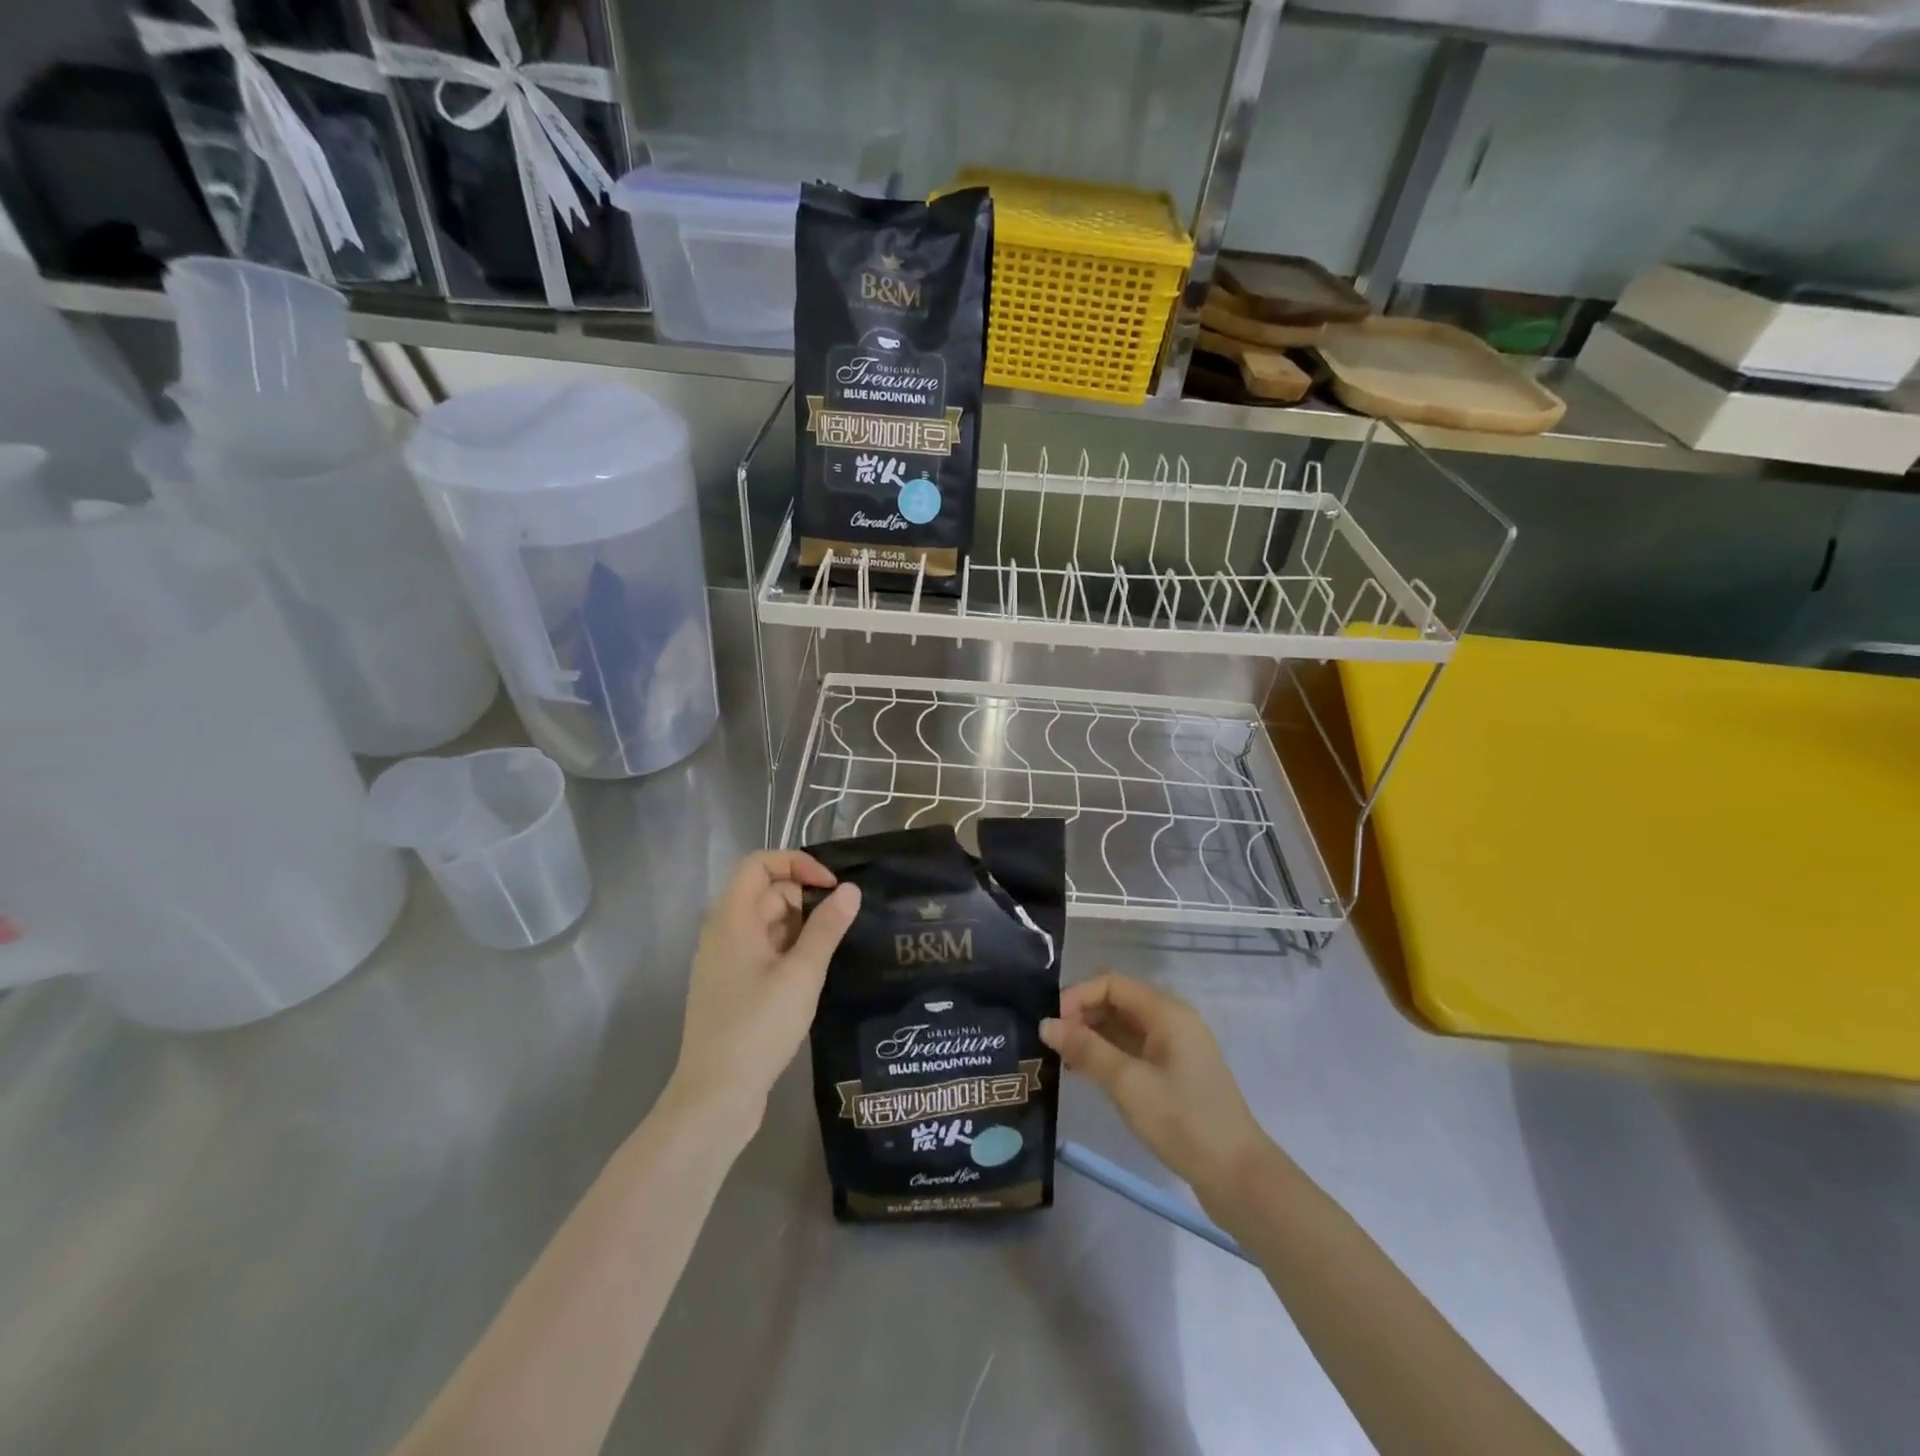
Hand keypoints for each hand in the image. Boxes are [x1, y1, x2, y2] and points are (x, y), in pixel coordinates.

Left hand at [670, 850, 859, 1126]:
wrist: (715, 1097)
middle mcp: (724, 933)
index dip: (797, 863)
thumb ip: (827, 928)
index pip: (760, 864)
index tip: (832, 887)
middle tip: (840, 926)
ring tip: (834, 951)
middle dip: (805, 900)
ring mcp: (726, 962)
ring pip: (768, 924)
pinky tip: (814, 974)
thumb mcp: (801, 974)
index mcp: (732, 919)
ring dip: (801, 928)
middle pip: (766, 892)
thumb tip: (850, 889)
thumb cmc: (757, 1028)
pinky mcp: (734, 987)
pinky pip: (765, 951)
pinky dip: (790, 951)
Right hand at [1042, 972, 1268, 1204]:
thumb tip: (1045, 1024)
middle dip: (1082, 1014)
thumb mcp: (1128, 1083)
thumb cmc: (1183, 1120)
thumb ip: (1086, 1050)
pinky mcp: (1174, 1073)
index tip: (1051, 1024)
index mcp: (1167, 1012)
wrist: (1238, 1176)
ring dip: (1092, 1035)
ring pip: (1123, 1026)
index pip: (1112, 984)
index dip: (1078, 996)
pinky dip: (1108, 1054)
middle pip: (1118, 1001)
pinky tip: (1086, 1073)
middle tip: (1052, 1043)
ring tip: (1062, 1059)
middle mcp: (1172, 1020)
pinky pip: (1133, 1048)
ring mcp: (1174, 1047)